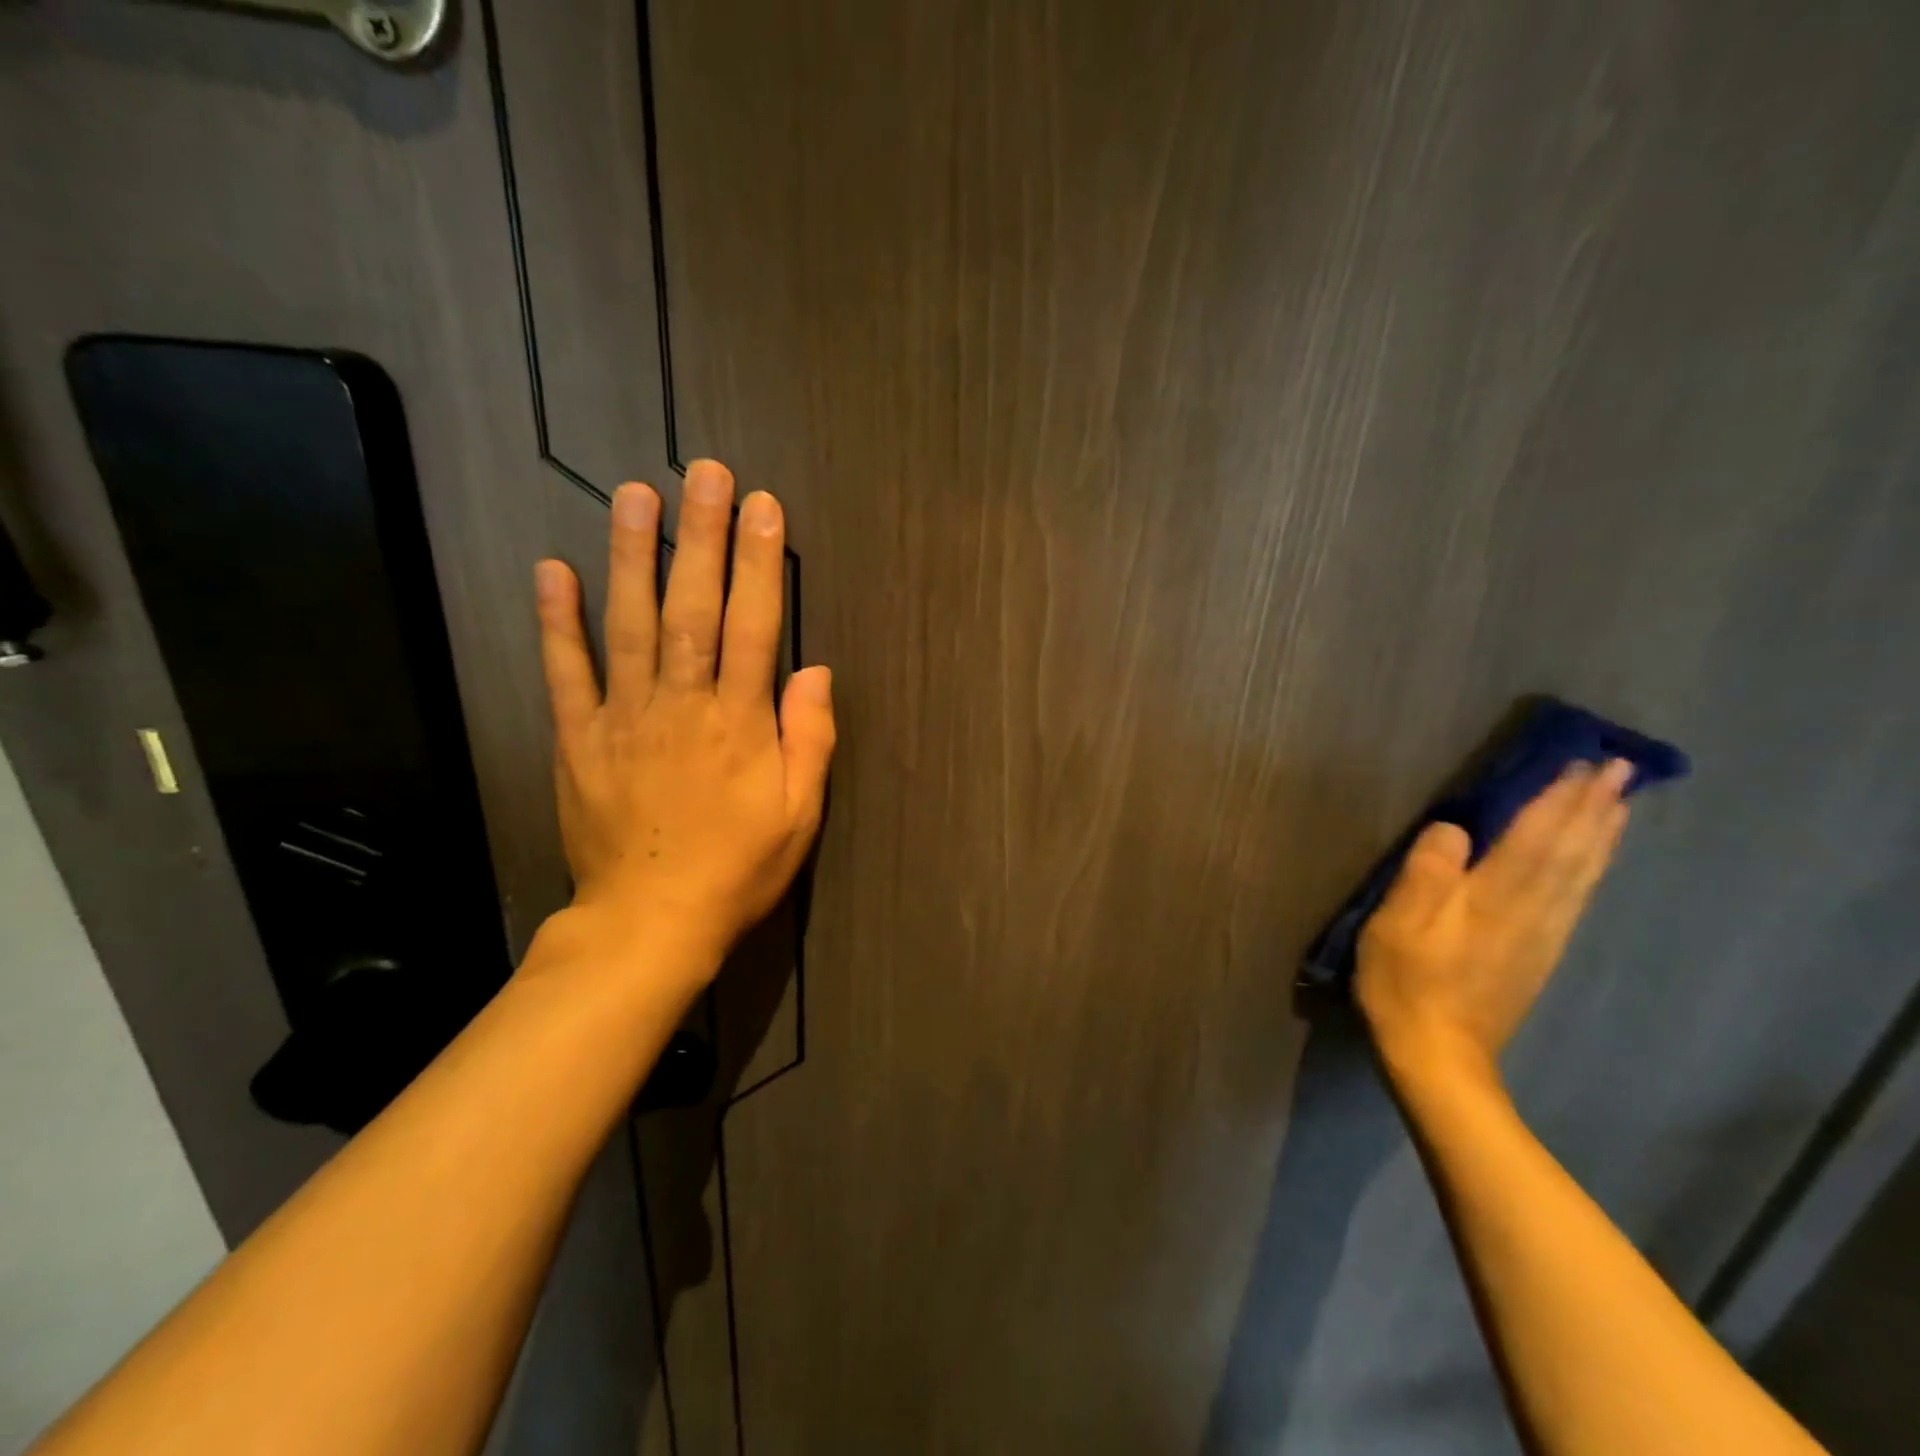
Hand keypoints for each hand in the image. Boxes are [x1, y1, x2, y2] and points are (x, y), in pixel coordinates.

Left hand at [532, 460, 834, 973]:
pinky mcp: (579, 739)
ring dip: (632, 555)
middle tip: (704, 473)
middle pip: (694, 607)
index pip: (756, 626)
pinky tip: (553, 569)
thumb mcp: (800, 814)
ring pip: (629, 623)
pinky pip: (565, 672)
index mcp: (740, 722)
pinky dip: (557, 621)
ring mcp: (624, 717)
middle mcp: (682, 704)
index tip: (763, 508)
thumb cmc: (738, 868)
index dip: (761, 563)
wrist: (650, 922)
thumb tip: (815, 671)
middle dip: (701, 536)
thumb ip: (810, 739)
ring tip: (635, 494)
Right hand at [1355, 759, 1632, 1082]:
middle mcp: (1531, 911)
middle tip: (1619, 770)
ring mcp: (1542, 935)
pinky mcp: (1539, 954)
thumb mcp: (1396, 925)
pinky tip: (1593, 861)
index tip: (1583, 763)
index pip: (1534, 837)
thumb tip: (1455, 828)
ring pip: (1581, 874)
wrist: (1438, 1055)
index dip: (1558, 799)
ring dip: (1600, 835)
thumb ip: (1426, 874)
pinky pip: (1576, 898)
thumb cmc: (1405, 982)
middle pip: (1569, 852)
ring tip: (1619, 804)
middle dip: (1593, 808)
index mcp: (1493, 898)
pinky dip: (1591, 869)